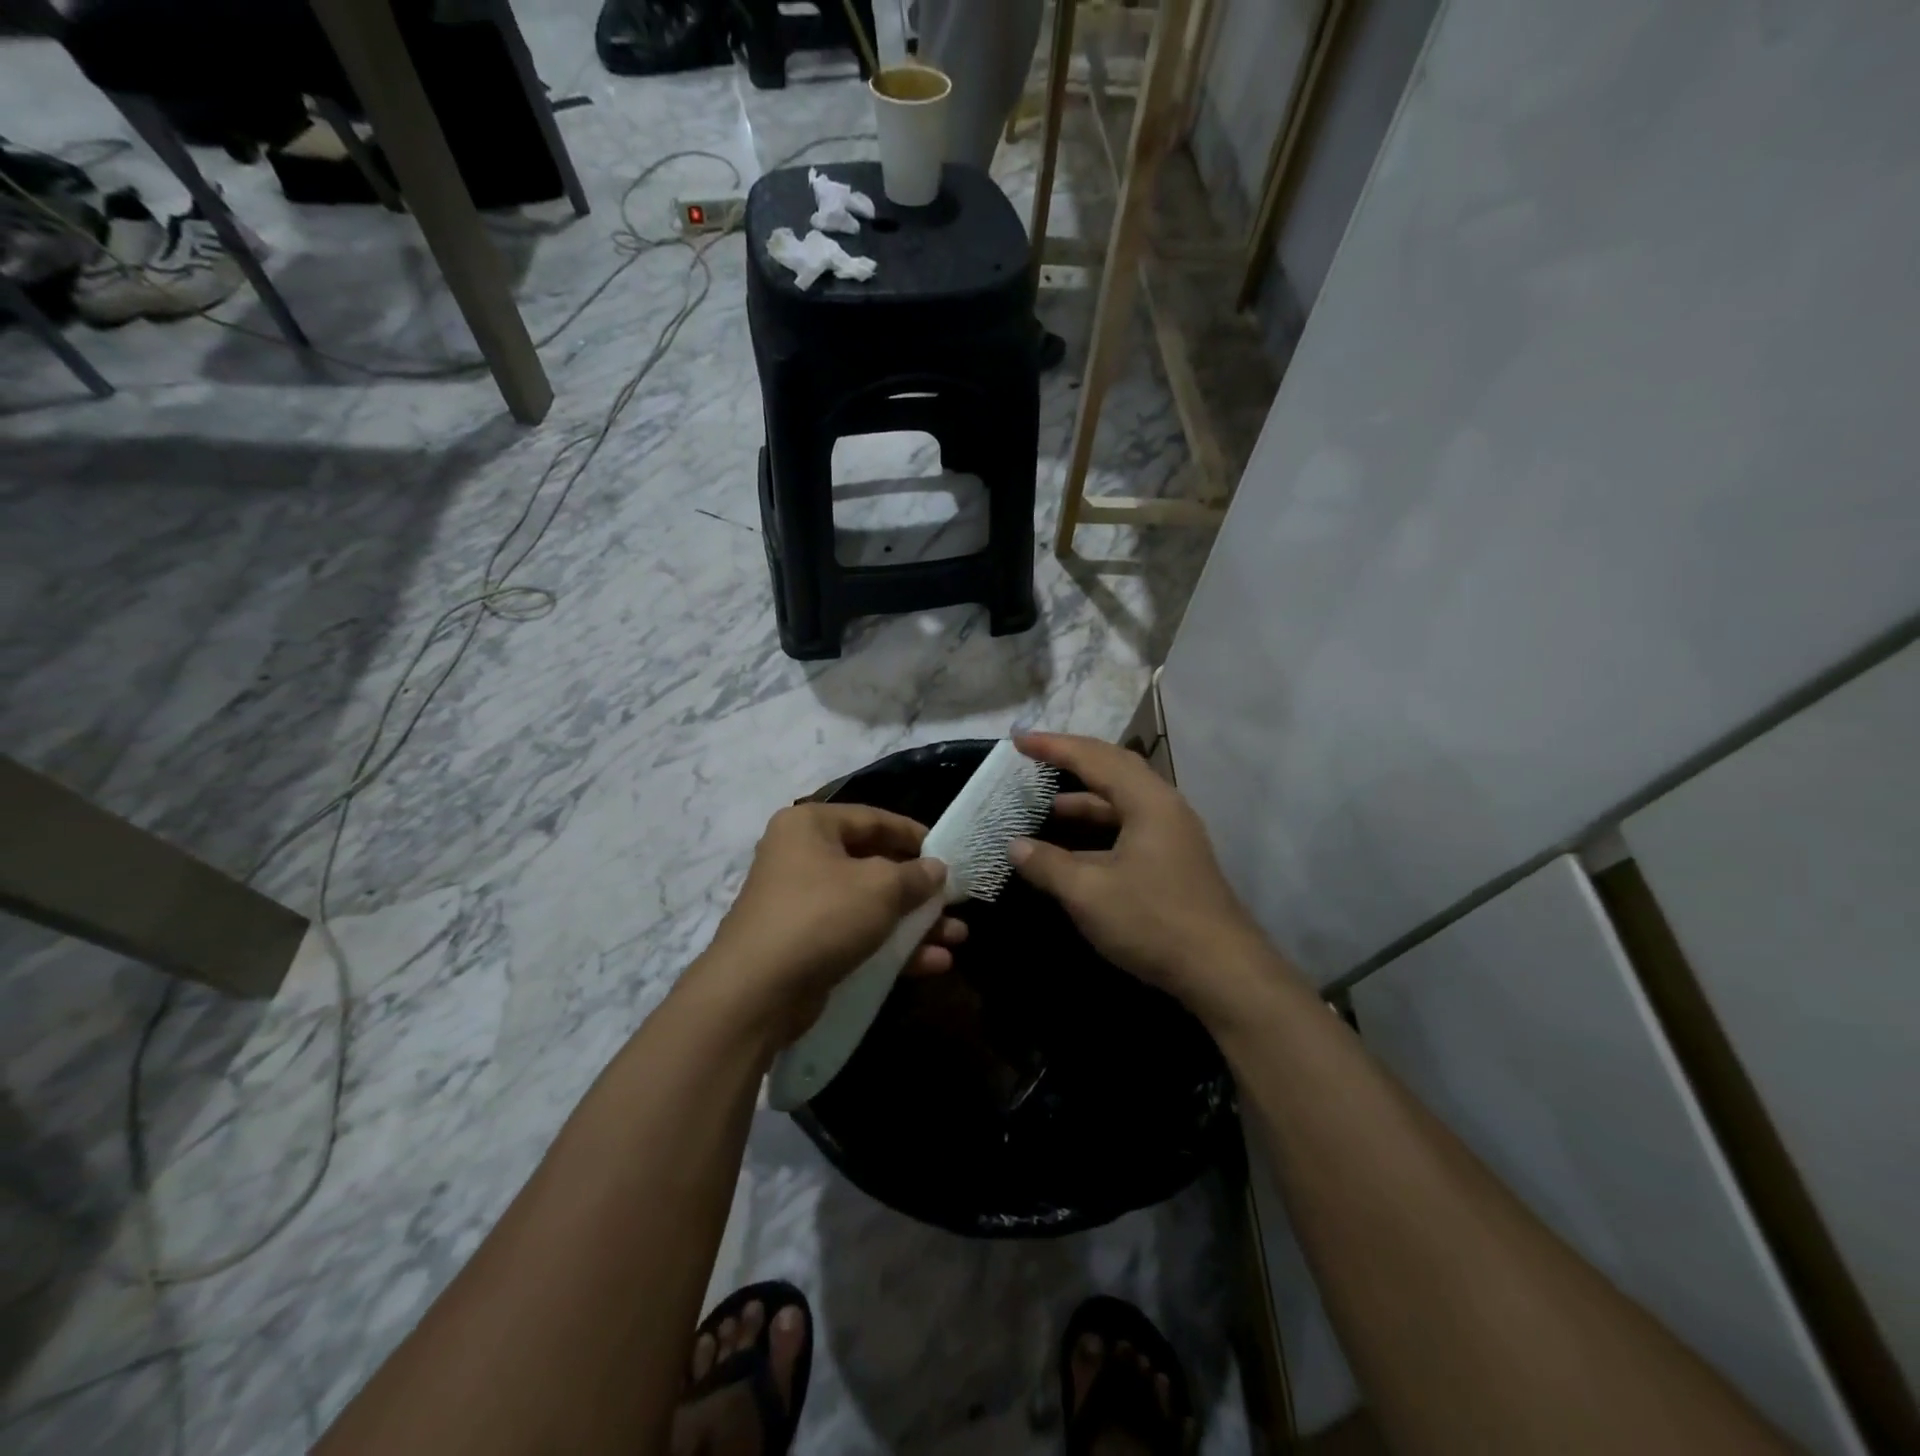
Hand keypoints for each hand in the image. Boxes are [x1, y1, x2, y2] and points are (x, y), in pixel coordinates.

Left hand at [696, 802, 967, 1044]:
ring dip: (915, 922)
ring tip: (956, 937)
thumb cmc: (821, 917)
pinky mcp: (807, 945)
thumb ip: (916, 875)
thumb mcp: (879, 888)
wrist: (756, 993)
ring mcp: (803, 905)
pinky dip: (894, 947)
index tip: (948, 851)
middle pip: (874, 865)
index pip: (873, 819)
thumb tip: (936, 870)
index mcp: (810, 827)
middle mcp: (803, 858)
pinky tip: (935, 962)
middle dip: (920, 889)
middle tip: (955, 901)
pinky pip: (858, 936)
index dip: (914, 834)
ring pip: (870, 906)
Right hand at [1008, 733, 1280, 1022]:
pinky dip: (1098, 826)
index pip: (1094, 758)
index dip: (1054, 746)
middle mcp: (1164, 807)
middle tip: (1035, 756)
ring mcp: (1173, 834)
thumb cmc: (1153, 921)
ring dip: (1084, 799)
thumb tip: (1015, 846)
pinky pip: (1128, 825)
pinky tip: (1075, 847)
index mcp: (1148, 801)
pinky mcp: (1173, 860)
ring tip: (1046, 804)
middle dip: (1072, 760)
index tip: (1018, 740)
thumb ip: (1047, 864)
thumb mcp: (1088, 892)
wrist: (1222, 971)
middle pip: (1114, 768)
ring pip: (1122, 801)